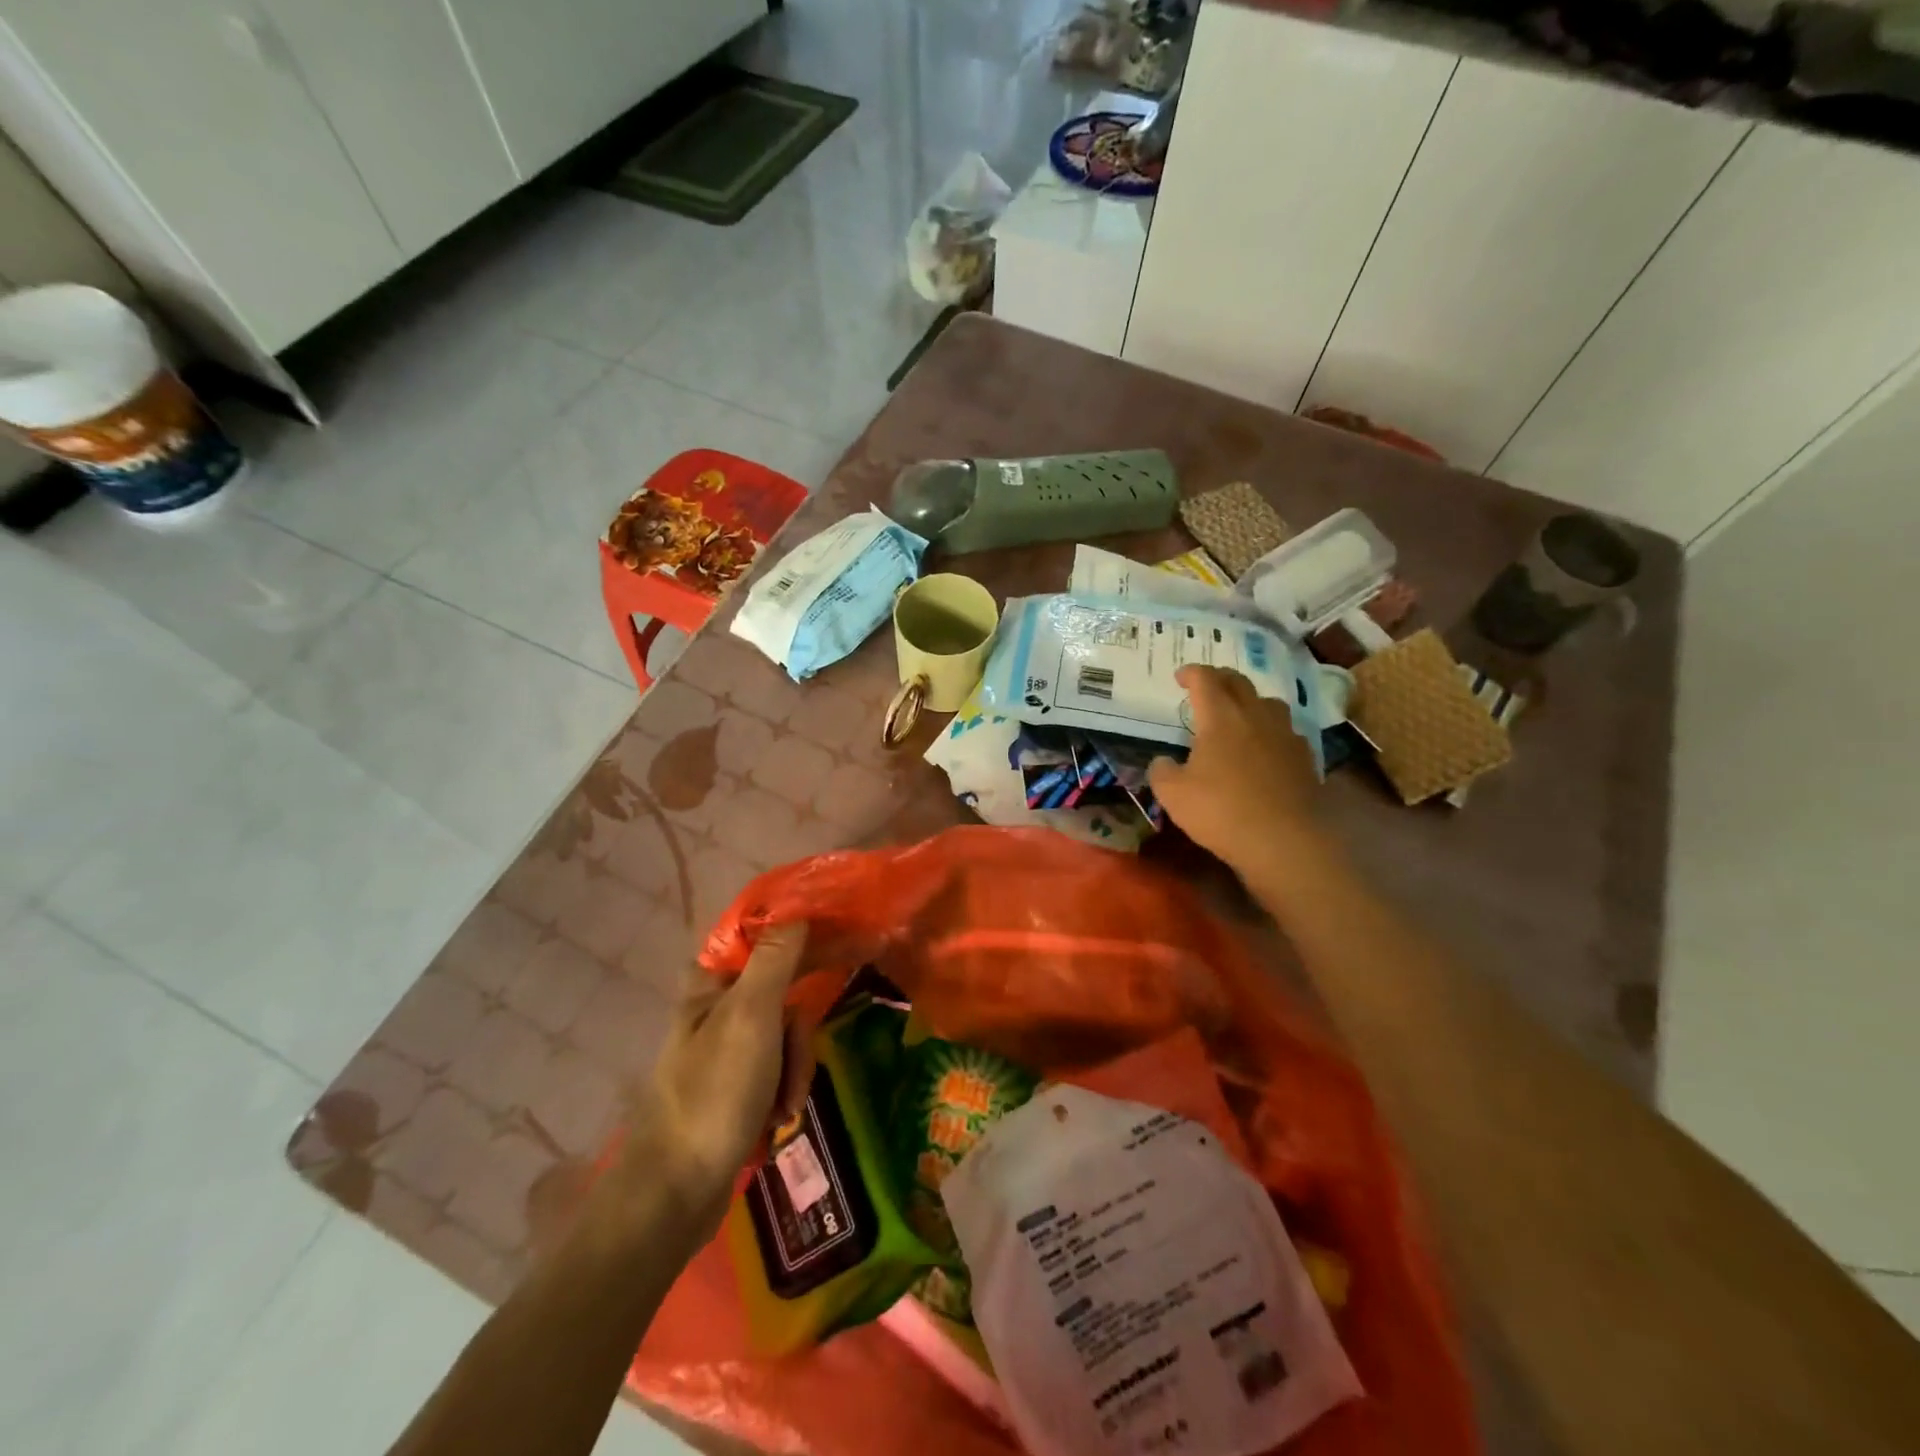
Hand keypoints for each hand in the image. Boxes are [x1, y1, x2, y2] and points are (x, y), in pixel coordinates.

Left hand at [625, 923, 814, 1232]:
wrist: (674, 1195)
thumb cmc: (713, 1093)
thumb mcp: (750, 1017)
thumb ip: (775, 960)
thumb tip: (797, 914)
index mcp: (711, 986)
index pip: (765, 943)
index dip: (802, 945)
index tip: (838, 955)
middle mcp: (715, 1012)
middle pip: (783, 998)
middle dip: (798, 1040)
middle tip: (794, 1072)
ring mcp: (724, 1053)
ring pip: (784, 1040)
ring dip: (794, 1072)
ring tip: (783, 1109)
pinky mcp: (732, 1090)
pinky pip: (775, 1074)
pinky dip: (782, 1094)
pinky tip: (776, 1121)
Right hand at [1150, 665, 1323, 882]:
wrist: (1285, 841)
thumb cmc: (1222, 811)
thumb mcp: (1173, 795)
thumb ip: (1162, 771)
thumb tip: (1164, 762)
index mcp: (1221, 718)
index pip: (1205, 680)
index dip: (1191, 673)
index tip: (1180, 676)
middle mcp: (1255, 716)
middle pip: (1239, 683)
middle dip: (1220, 678)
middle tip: (1207, 685)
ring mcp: (1285, 736)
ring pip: (1268, 703)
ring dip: (1250, 701)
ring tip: (1239, 713)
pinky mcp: (1304, 758)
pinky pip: (1285, 731)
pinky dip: (1270, 730)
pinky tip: (1264, 748)